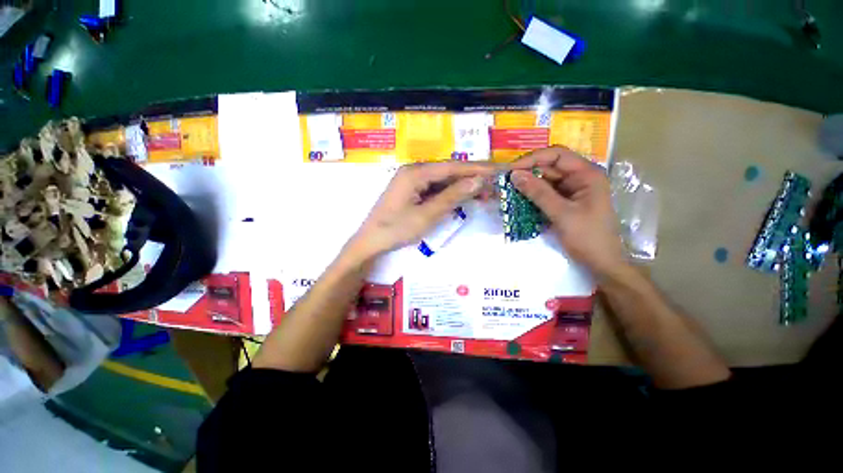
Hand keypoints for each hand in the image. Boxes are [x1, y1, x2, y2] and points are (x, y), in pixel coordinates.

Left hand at [349, 162, 494, 258]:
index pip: (453, 167)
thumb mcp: (427, 215)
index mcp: (415, 172)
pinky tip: (464, 197)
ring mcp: (412, 181)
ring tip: (485, 193)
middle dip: (472, 178)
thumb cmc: (397, 229)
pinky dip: (450, 193)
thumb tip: (478, 181)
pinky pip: (435, 189)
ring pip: (443, 180)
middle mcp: (414, 171)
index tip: (499, 170)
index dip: (477, 168)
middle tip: (495, 186)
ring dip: (462, 186)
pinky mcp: (412, 191)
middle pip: (448, 172)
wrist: (371, 242)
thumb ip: (452, 196)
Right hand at [510, 146, 626, 277]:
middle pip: (549, 167)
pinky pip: (545, 193)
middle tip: (504, 182)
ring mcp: (572, 190)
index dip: (533, 159)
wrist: (601, 263)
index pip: (557, 155)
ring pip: (545, 180)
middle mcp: (580, 178)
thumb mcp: (562, 214)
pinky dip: (532, 195)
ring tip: (507, 190)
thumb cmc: (587, 238)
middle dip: (527, 172)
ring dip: (527, 185)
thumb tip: (515, 175)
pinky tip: (518, 199)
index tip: (511, 170)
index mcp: (587, 174)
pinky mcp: (565, 202)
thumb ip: (538, 193)